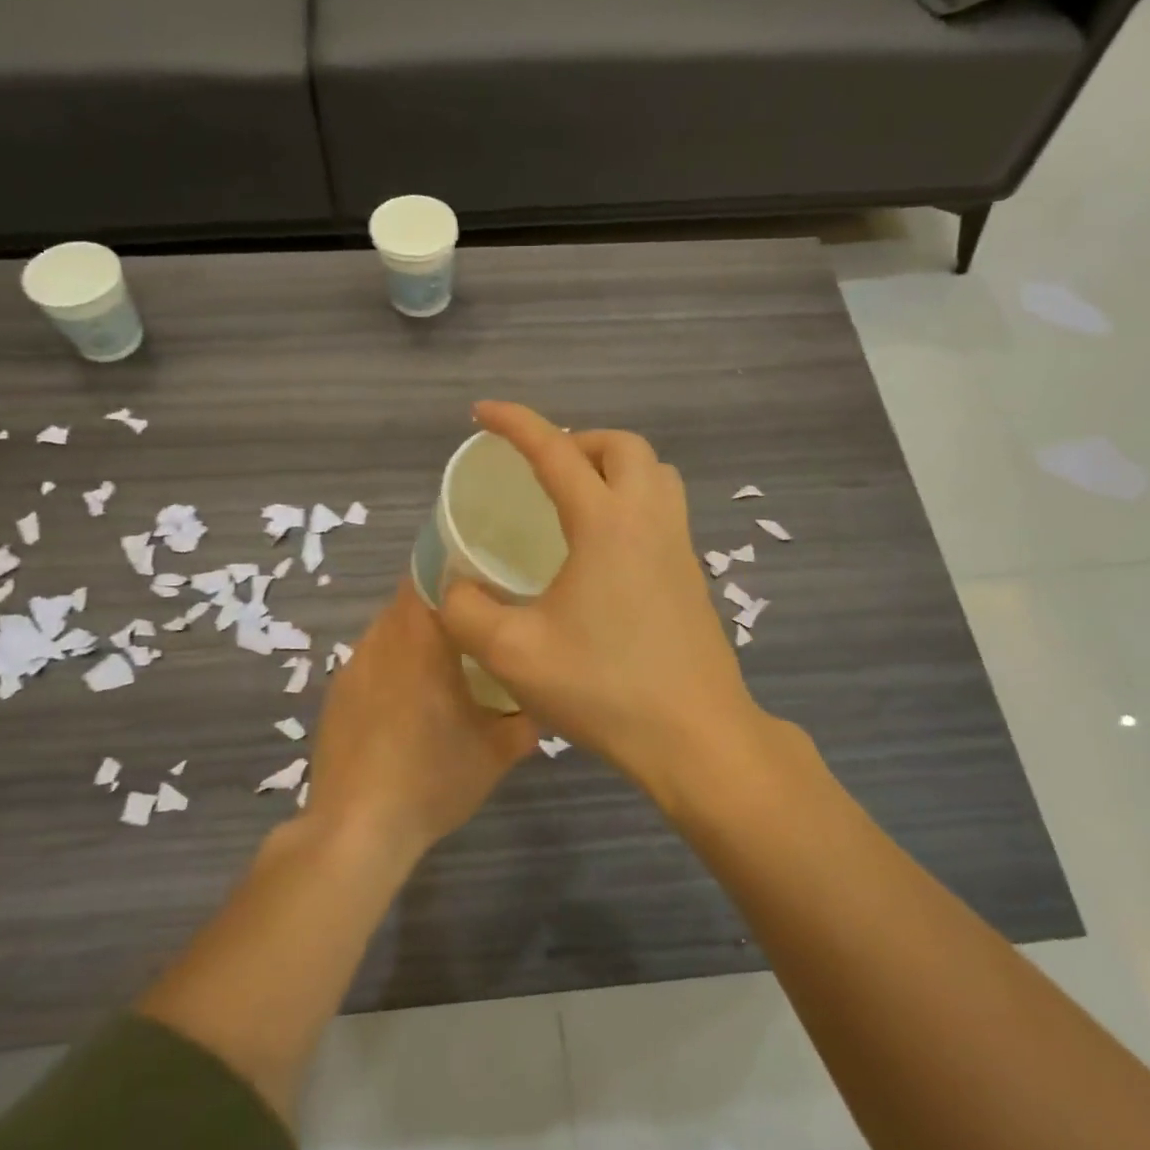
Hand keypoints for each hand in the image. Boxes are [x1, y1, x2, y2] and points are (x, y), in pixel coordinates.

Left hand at [306, 581, 538, 861]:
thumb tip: (541, 704)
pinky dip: (392, 666)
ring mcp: (353, 667)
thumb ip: (525, 720)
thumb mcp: (496, 752)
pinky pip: (370, 661)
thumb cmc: (432, 777)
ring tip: (446, 664)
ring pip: (388, 630)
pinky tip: (409, 703)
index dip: (457, 571)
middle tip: (477, 626)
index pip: (430, 574)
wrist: (357, 827)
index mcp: (421, 638)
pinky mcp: (337, 695)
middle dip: (441, 607)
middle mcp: (381, 640)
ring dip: (415, 637)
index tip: (486, 583)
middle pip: (409, 600)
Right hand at [438, 402, 761, 789]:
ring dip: (613, 468)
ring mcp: (679, 547)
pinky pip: (665, 510)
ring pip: (654, 474)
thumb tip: (455, 586)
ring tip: (575, 501)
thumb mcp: (513, 654)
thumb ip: (467, 612)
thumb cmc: (604, 689)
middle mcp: (650, 519)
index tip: (482, 413)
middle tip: (541, 471)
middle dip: (577, 441)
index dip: (515, 423)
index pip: (555, 451)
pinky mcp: (692, 576)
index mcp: (606, 524)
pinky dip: (632, 501)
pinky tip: (603, 552)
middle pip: (623, 446)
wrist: (695, 736)